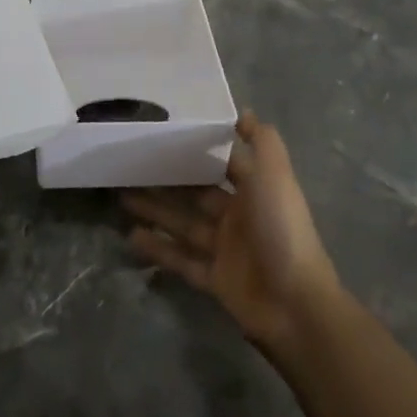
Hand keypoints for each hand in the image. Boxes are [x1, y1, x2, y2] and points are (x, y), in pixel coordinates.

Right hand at [123, 112, 343, 353]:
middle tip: (130, 165)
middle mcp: (238, 216)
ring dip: (155, 210)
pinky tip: (130, 236)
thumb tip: (243, 112)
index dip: (196, 149)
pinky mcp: (213, 279)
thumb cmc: (282, 230)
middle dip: (166, 180)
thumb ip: (262, 142)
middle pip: (194, 193)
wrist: (295, 305)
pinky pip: (180, 259)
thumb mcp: (275, 176)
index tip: (163, 133)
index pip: (220, 163)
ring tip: (120, 196)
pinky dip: (157, 248)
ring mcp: (225, 249)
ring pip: (182, 223)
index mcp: (254, 190)